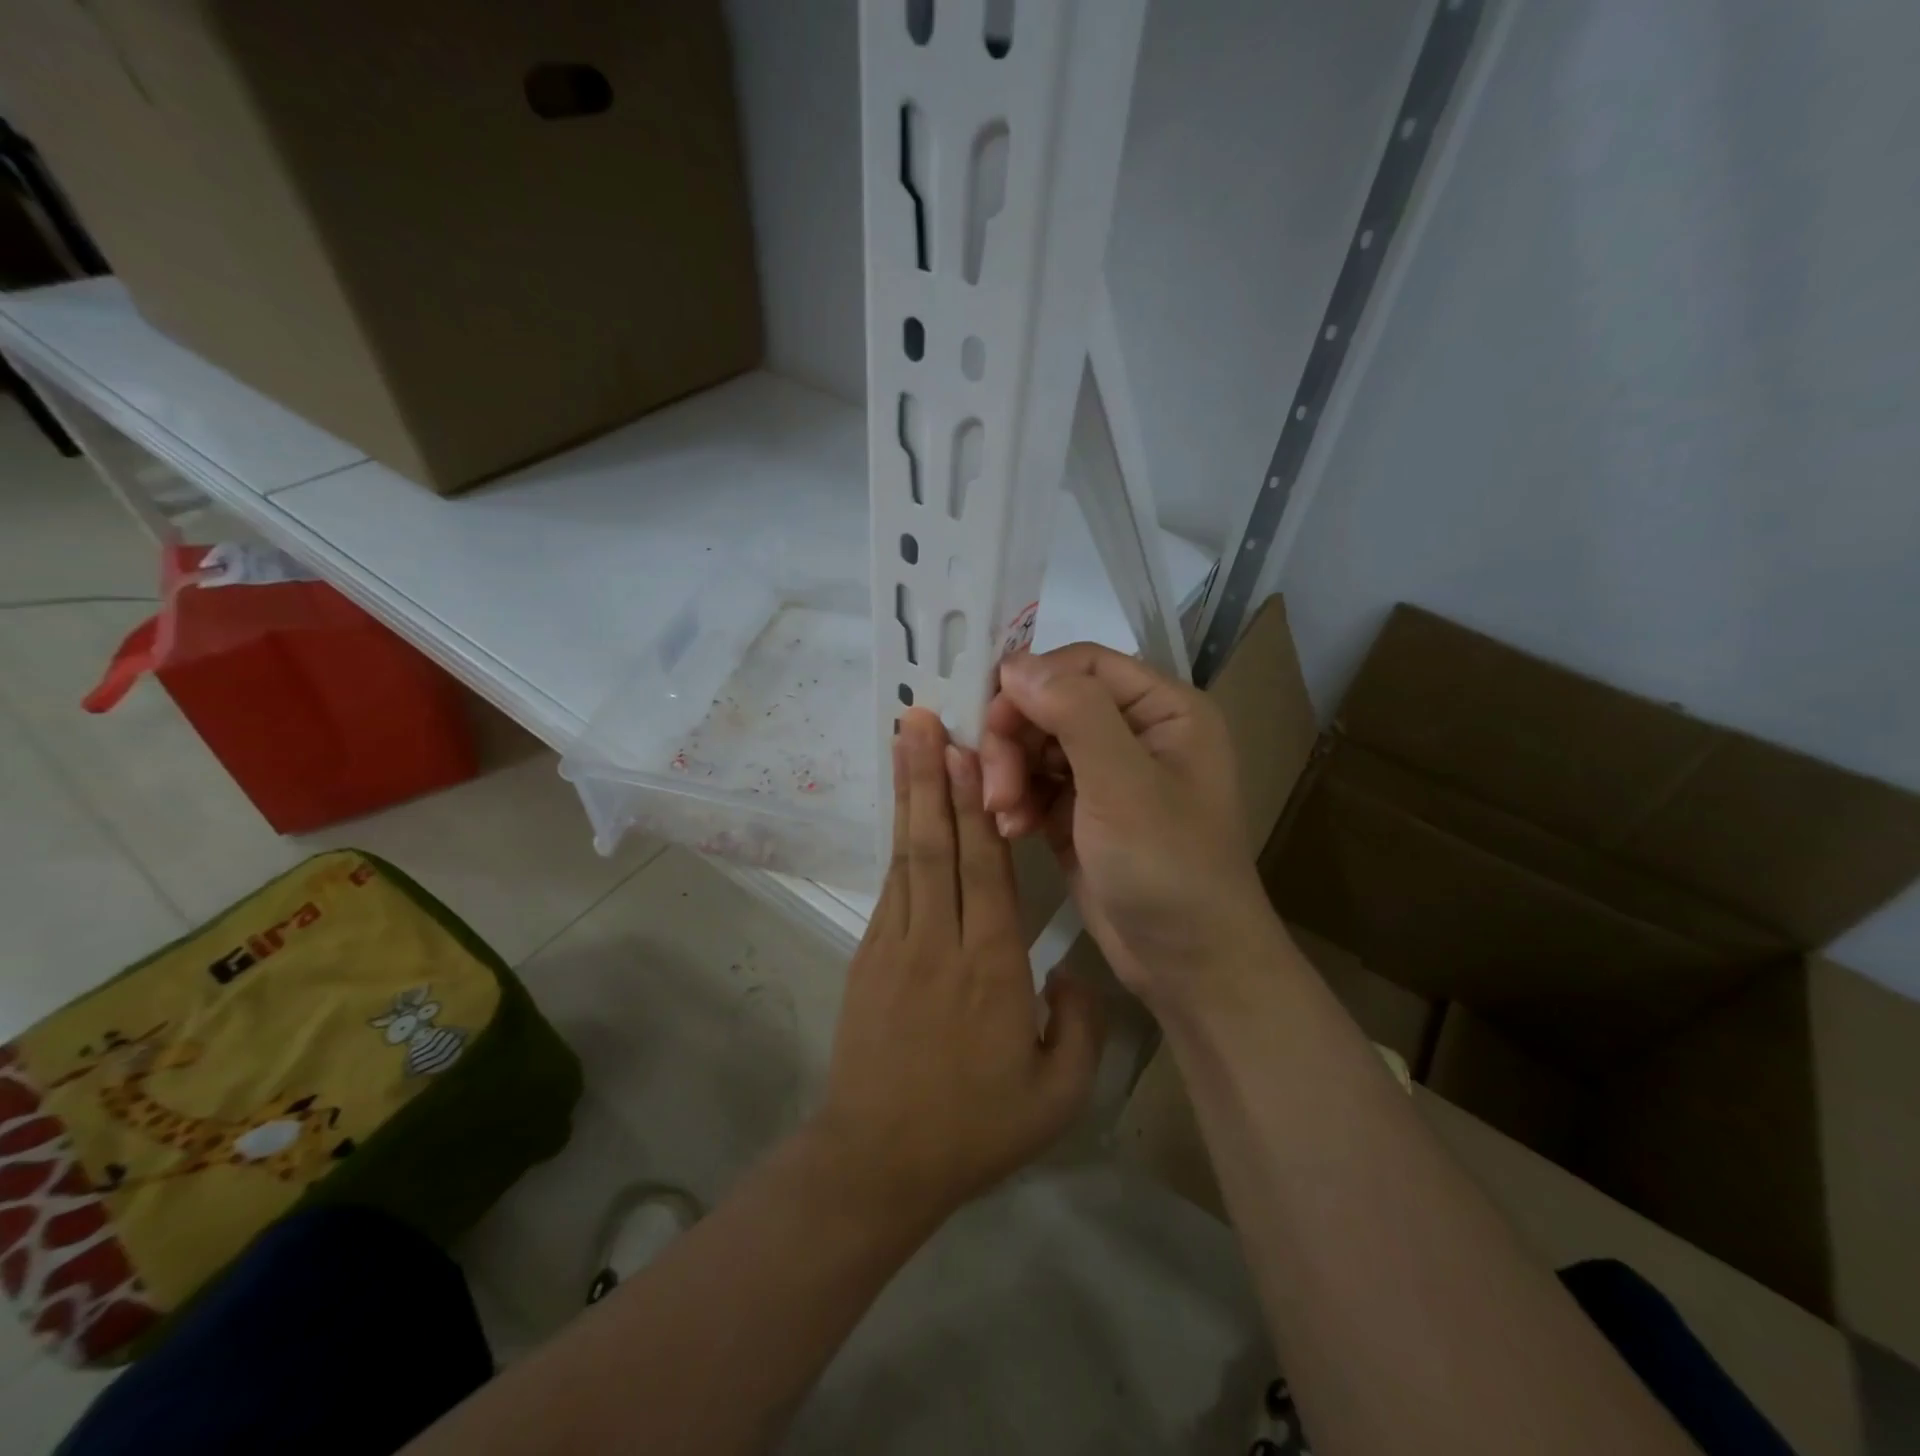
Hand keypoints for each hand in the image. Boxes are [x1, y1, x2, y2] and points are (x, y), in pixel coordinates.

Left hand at [815, 709, 1103, 1228]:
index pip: (983, 868)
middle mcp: (940, 940)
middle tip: (921, 718)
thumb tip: (1069, 971)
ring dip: (908, 796)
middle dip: (929, 776)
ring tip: (906, 743)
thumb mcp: (1058, 1095)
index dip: (972, 805)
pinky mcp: (869, 956)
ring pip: (906, 855)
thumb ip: (1080, 1025)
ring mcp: (895, 944)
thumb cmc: (974, 1128)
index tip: (966, 750)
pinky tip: (904, 815)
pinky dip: (898, 842)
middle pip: (934, 844)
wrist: (878, 1162)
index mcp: (991, 966)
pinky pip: (891, 886)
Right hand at [979, 645, 1270, 1008]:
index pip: (1082, 664)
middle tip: (996, 787)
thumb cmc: (1169, 867)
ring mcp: (1104, 774)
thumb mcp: (1124, 784)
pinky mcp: (1080, 812)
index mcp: (1163, 709)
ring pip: (1034, 743)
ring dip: (1009, 773)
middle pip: (1050, 703)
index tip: (990, 721)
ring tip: (1004, 814)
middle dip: (1015, 740)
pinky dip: (1015, 800)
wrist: (1188, 964)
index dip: (1031, 683)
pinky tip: (1012, 829)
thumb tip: (1016, 662)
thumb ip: (1074, 712)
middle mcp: (1133, 731)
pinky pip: (1032, 783)